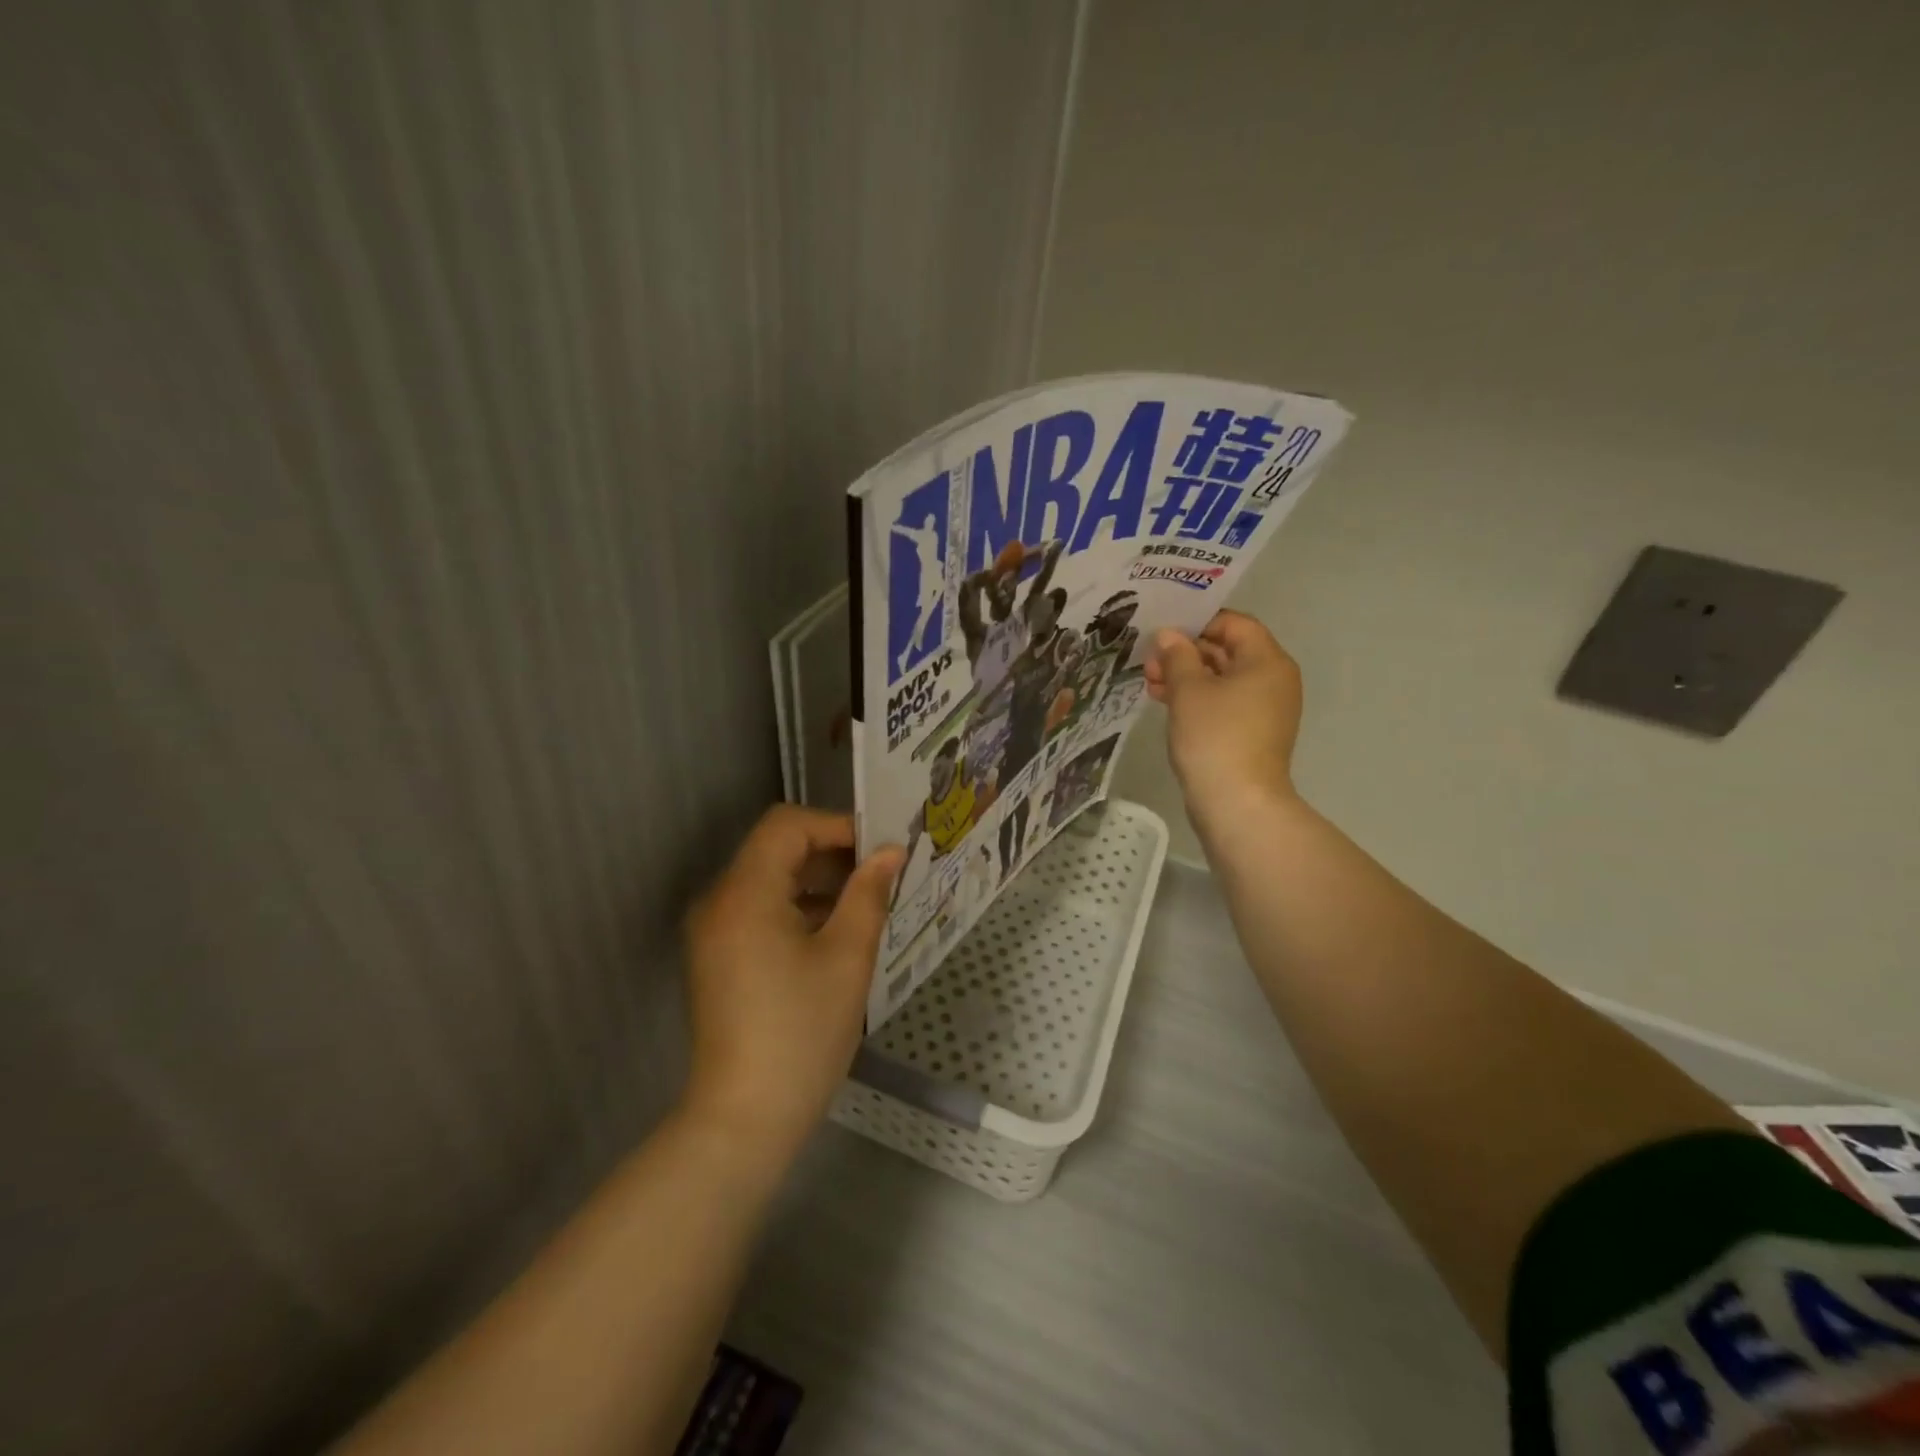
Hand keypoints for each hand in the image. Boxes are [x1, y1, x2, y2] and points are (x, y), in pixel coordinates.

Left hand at [680, 807, 904, 1163]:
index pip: (787, 826)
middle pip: (776, 850)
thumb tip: (891, 853)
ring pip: (770, 881)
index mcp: (745, 893)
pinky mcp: (718, 958)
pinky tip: (838, 934)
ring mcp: (714, 932)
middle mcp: (719, 902)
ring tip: (868, 903)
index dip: (837, 826)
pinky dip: (799, 909)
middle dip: (832, 853)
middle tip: (882, 874)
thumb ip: (869, 894)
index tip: (880, 851)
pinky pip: (760, 911)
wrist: (744, 1119)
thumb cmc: (801, 1032)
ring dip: (818, 882)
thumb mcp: (847, 957)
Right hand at [1145, 610, 1303, 815]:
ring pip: (1222, 679)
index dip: (1198, 622)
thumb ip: (1177, 656)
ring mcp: (1264, 709)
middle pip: (1228, 651)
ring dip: (1186, 676)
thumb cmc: (1215, 736)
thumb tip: (1169, 635)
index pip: (1235, 624)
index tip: (1164, 630)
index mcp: (1267, 661)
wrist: (1237, 802)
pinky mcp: (1252, 733)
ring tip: (1149, 682)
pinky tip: (1165, 701)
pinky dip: (1197, 698)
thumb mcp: (1188, 690)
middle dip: (1186, 652)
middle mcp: (1273, 680)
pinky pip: (1224, 703)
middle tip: (1148, 660)